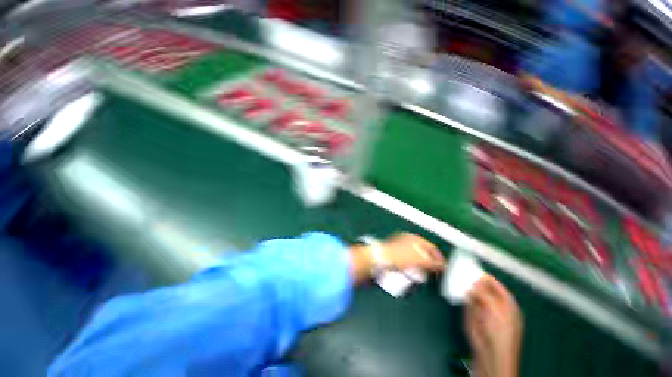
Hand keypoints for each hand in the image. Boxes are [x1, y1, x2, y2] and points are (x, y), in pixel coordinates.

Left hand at [380, 233, 445, 271]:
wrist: (379, 258)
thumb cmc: (400, 257)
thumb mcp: (419, 260)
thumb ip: (433, 262)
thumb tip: (444, 266)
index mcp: (414, 238)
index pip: (431, 246)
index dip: (439, 257)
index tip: (443, 267)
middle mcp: (406, 239)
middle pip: (422, 250)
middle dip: (430, 260)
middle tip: (435, 270)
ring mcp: (398, 245)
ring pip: (414, 255)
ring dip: (420, 264)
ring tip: (424, 273)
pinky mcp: (392, 252)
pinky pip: (406, 259)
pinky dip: (411, 265)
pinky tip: (411, 271)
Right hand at [465, 275, 522, 376]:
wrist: (489, 353)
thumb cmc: (500, 333)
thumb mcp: (495, 311)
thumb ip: (484, 294)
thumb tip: (473, 283)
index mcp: (507, 304)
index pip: (497, 286)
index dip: (488, 278)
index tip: (476, 270)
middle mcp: (494, 305)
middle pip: (483, 288)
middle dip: (474, 280)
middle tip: (463, 271)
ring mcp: (482, 309)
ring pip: (473, 293)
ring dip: (465, 285)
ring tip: (456, 275)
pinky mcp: (471, 314)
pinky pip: (465, 300)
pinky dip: (460, 294)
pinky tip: (454, 287)